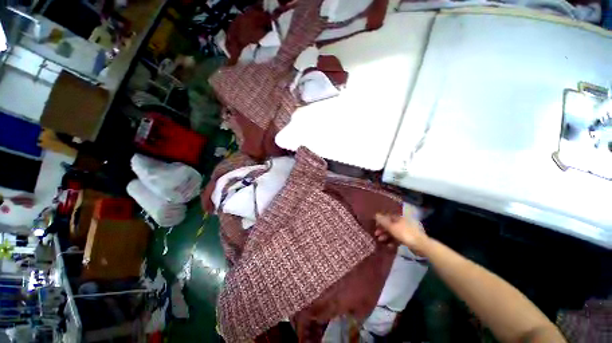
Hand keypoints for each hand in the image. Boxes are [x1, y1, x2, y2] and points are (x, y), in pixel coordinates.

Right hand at [374, 213, 429, 255]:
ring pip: (393, 232)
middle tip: (376, 234)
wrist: (421, 245)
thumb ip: (383, 221)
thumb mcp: (392, 227)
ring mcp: (406, 231)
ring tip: (380, 240)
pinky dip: (393, 241)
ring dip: (386, 236)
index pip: (388, 217)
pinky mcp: (408, 239)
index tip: (375, 226)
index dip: (381, 221)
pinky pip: (398, 239)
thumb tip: (375, 214)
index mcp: (399, 218)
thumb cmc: (405, 234)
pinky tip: (389, 246)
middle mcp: (402, 223)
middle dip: (382, 229)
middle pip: (390, 225)